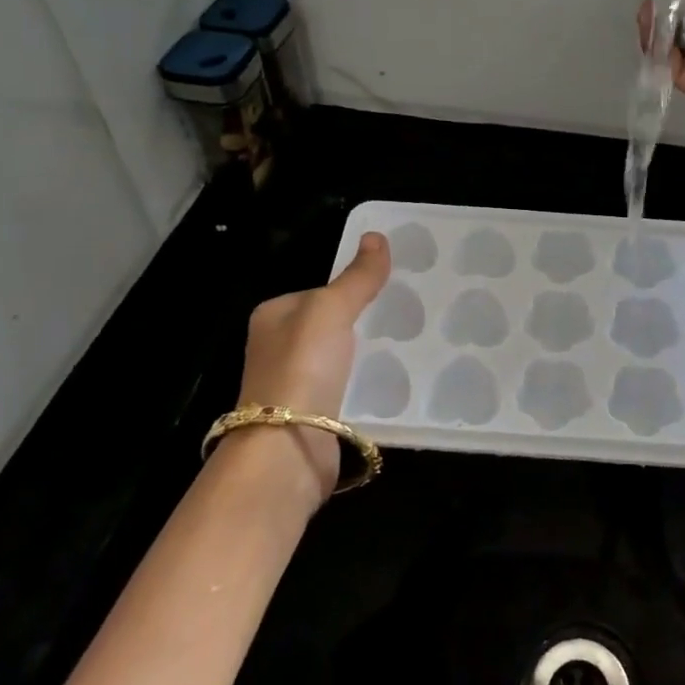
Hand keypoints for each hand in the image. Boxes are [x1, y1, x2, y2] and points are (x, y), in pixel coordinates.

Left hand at [225, 232, 391, 503]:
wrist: (288, 448)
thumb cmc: (302, 367)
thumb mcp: (331, 309)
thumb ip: (357, 277)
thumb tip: (378, 236)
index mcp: (273, 316)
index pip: (319, 291)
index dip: (353, 287)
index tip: (392, 288)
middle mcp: (278, 348)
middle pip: (331, 325)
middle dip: (364, 322)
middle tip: (407, 316)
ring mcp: (295, 384)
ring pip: (342, 358)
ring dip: (369, 355)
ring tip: (411, 345)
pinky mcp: (314, 415)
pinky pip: (348, 388)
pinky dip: (368, 385)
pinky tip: (397, 382)